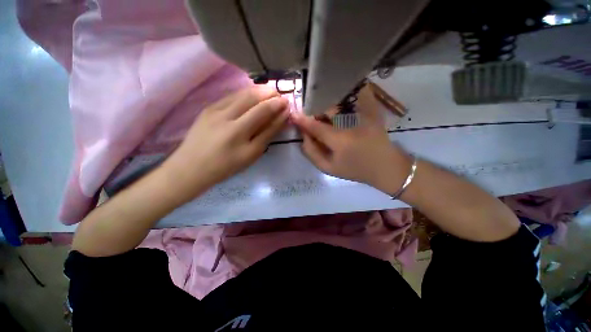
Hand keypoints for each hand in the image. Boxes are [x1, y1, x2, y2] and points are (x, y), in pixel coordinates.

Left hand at [164, 86, 288, 198]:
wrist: (191, 167)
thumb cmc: (226, 166)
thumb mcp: (251, 154)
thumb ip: (267, 134)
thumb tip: (282, 117)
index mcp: (238, 131)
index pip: (263, 111)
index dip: (277, 105)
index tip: (287, 103)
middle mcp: (226, 115)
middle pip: (252, 96)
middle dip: (269, 92)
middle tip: (279, 95)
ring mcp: (214, 109)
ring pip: (241, 93)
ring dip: (258, 91)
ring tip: (269, 94)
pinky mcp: (207, 107)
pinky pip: (231, 96)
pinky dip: (245, 94)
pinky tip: (251, 97)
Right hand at [291, 86, 410, 192]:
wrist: (385, 166)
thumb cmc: (355, 169)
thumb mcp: (329, 168)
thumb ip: (312, 153)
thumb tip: (303, 136)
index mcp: (339, 140)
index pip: (316, 126)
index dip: (302, 120)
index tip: (293, 115)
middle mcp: (351, 123)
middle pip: (327, 107)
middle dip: (315, 110)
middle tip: (312, 117)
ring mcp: (364, 113)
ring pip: (340, 99)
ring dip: (328, 102)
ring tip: (325, 112)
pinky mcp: (373, 109)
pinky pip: (357, 94)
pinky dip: (346, 93)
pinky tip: (340, 103)